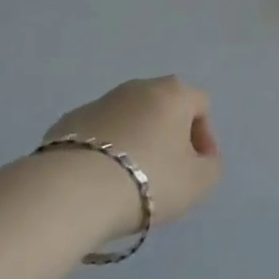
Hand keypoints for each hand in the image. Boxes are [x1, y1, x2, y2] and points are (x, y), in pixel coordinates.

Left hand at [43, 76, 222, 234]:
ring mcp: (100, 101)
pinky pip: (97, 134)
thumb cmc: (149, 180)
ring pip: (128, 118)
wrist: (74, 191)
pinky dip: (103, 151)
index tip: (197, 168)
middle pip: (163, 107)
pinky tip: (99, 181)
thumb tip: (201, 159)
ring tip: (129, 180)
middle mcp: (137, 87)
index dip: (204, 137)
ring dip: (135, 141)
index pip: (200, 105)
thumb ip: (210, 166)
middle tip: (166, 173)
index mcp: (173, 93)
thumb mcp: (199, 183)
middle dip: (168, 136)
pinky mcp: (67, 122)